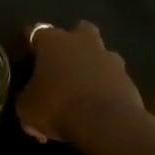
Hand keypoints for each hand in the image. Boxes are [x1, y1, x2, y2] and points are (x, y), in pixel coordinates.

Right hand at [17, 21, 144, 148]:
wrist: (106, 123)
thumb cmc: (58, 107)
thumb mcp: (27, 109)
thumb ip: (26, 99)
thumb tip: (28, 101)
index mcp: (52, 41)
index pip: (35, 31)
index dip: (29, 44)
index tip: (26, 57)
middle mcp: (82, 41)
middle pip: (78, 30)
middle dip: (72, 43)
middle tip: (63, 64)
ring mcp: (109, 57)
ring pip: (101, 53)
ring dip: (93, 65)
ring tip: (84, 87)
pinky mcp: (128, 78)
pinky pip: (114, 78)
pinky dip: (107, 87)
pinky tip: (100, 106)